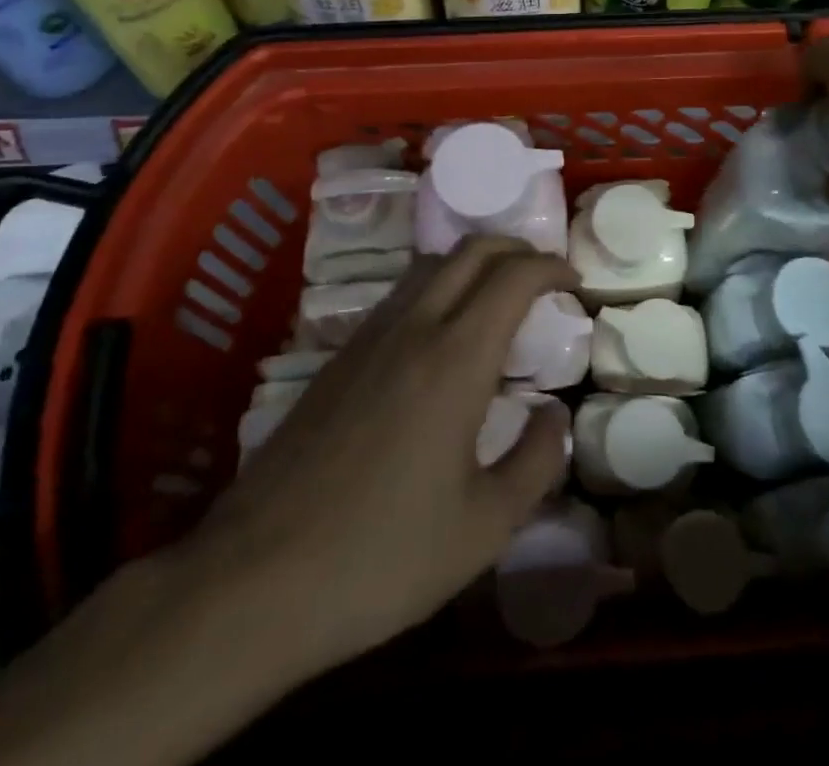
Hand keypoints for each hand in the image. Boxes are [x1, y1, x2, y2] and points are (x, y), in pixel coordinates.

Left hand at [173, 235, 574, 685]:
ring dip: (472, 265)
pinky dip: (437, 290)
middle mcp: (413, 328)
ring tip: (496, 303)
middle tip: (542, 277)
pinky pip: (400, 297)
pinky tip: (441, 342)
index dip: (550, 267)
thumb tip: (552, 414)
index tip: (573, 282)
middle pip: (470, 250)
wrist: (255, 579)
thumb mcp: (484, 527)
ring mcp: (368, 338)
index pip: (513, 276)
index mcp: (455, 358)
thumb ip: (535, 462)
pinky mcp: (337, 358)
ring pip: (430, 267)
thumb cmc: (383, 556)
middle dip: (514, 249)